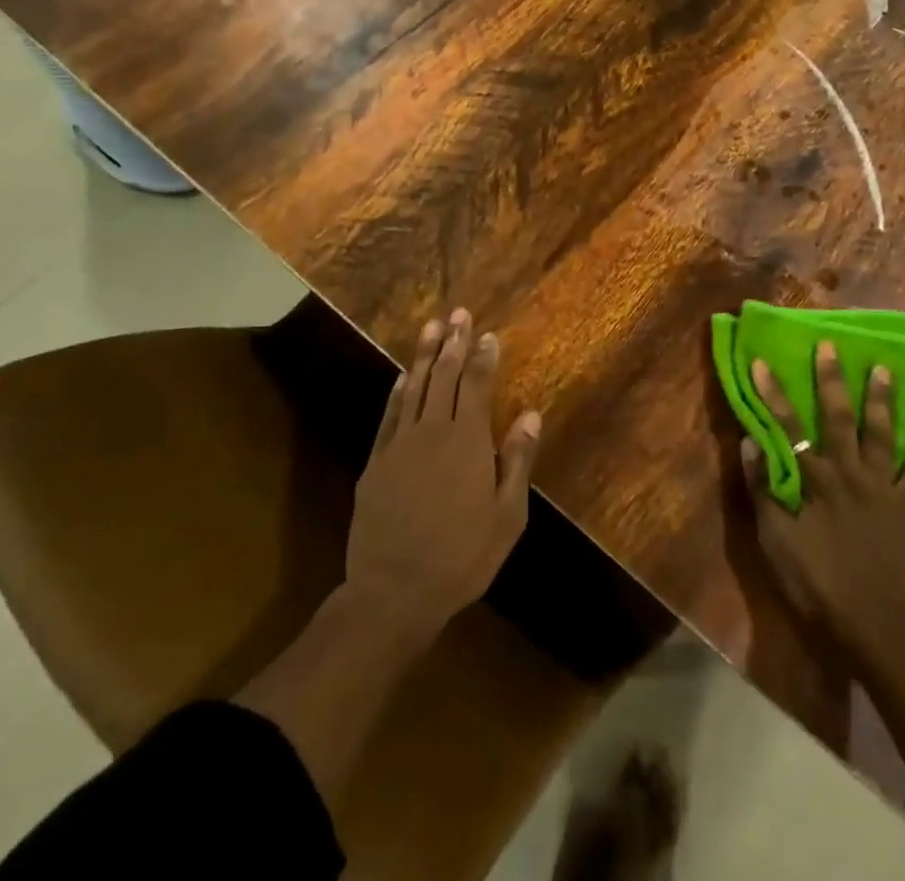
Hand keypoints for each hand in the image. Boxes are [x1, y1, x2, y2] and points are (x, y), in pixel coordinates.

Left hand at [345, 310, 539, 638]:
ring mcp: (398, 445)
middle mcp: (431, 431)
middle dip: (452, 342)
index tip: (487, 334)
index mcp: (466, 441)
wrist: (393, 592)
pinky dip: (398, 391)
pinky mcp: (375, 463)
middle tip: (459, 313)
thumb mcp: (507, 516)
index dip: (482, 356)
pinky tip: (403, 376)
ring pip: (413, 387)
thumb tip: (529, 414)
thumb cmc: (462, 557)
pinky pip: (388, 415)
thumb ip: (517, 460)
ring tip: (431, 326)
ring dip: (423, 354)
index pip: (475, 385)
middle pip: (443, 376)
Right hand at [740, 342, 904, 656]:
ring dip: (882, 399)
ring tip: (885, 369)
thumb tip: (751, 442)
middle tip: (833, 346)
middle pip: (839, 416)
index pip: (787, 424)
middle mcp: (849, 471)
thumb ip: (763, 489)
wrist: (875, 625)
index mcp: (814, 477)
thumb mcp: (776, 540)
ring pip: (882, 433)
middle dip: (832, 379)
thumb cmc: (817, 582)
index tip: (761, 360)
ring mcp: (884, 487)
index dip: (772, 392)